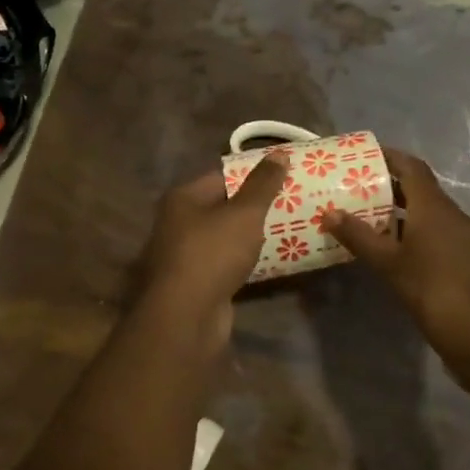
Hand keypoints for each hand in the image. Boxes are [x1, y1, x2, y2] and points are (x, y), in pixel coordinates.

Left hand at [137, 154, 289, 349]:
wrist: (186, 316)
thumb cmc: (212, 253)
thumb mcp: (244, 214)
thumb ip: (263, 184)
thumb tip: (279, 153)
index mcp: (183, 198)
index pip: (222, 176)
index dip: (253, 174)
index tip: (284, 175)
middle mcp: (178, 223)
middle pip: (223, 207)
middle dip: (255, 206)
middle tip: (292, 202)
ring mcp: (184, 255)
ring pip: (225, 238)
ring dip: (252, 236)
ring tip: (290, 229)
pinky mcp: (195, 283)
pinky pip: (226, 264)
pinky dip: (246, 261)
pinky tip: (272, 261)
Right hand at [328, 148, 469, 359]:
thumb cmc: (431, 290)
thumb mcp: (387, 263)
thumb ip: (358, 236)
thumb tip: (329, 213)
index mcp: (435, 207)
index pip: (412, 167)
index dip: (390, 157)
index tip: (364, 157)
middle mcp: (454, 214)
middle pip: (422, 189)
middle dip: (392, 186)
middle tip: (359, 189)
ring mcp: (467, 236)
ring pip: (432, 213)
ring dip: (405, 212)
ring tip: (372, 219)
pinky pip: (441, 232)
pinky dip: (418, 231)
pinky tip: (399, 250)